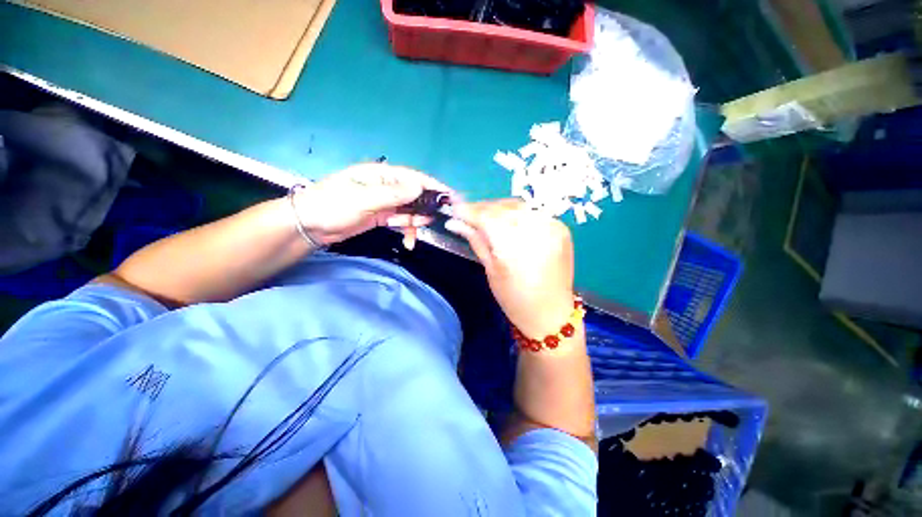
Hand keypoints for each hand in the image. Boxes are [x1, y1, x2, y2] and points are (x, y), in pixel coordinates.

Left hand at [293, 163, 450, 246]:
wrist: (309, 226)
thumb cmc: (332, 205)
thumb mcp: (363, 199)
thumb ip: (393, 194)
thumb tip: (420, 187)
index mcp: (380, 174)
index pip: (413, 177)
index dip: (432, 185)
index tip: (450, 195)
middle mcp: (385, 186)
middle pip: (414, 193)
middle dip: (427, 204)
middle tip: (441, 216)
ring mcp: (383, 202)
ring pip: (409, 209)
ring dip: (417, 219)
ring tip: (425, 227)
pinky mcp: (381, 217)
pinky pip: (400, 220)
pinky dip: (407, 228)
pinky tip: (409, 239)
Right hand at [445, 200, 575, 337]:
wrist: (550, 312)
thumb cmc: (515, 298)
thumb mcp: (491, 271)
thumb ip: (476, 241)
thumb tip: (454, 223)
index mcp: (514, 246)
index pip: (487, 218)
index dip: (468, 211)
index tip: (453, 210)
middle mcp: (536, 230)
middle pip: (502, 208)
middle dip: (482, 208)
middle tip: (467, 213)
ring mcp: (552, 226)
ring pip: (517, 206)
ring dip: (498, 208)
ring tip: (485, 217)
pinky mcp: (561, 228)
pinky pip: (533, 212)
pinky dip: (517, 213)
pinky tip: (508, 221)